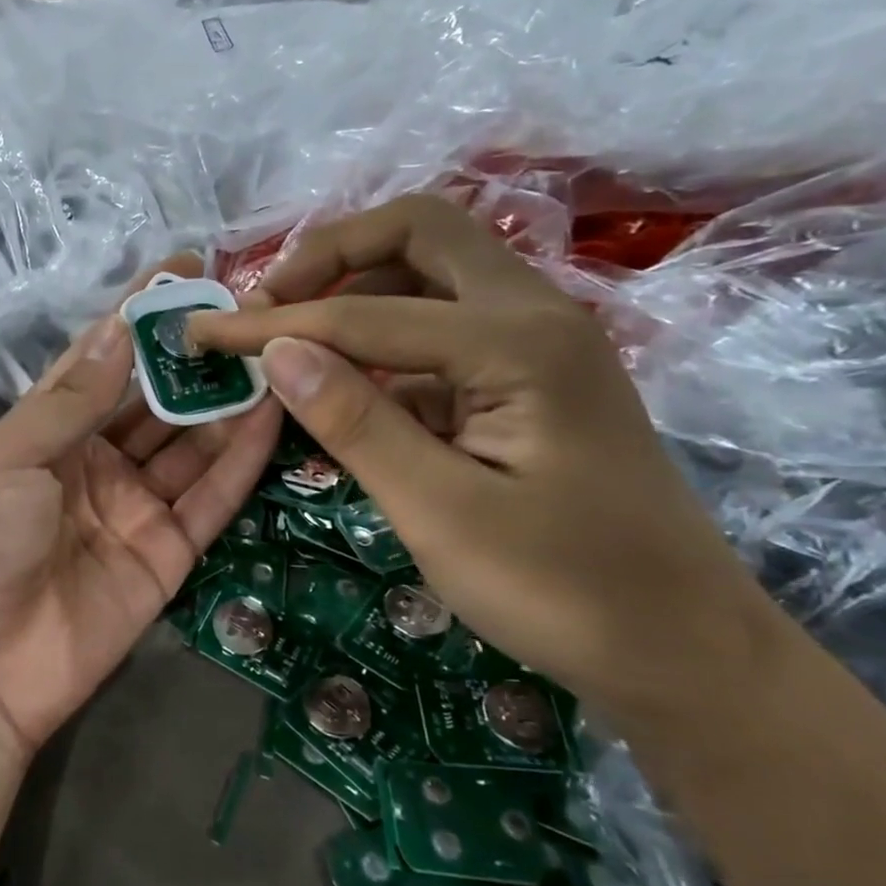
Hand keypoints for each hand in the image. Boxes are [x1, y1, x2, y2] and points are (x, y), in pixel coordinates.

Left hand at [0, 304, 282, 754]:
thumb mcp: (10, 456)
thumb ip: (72, 398)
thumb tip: (117, 327)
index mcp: (45, 432)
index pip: (100, 359)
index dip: (139, 314)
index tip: (185, 266)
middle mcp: (92, 462)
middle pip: (153, 399)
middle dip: (195, 356)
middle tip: (251, 309)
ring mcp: (133, 507)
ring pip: (190, 444)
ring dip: (228, 400)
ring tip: (276, 349)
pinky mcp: (167, 554)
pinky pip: (210, 498)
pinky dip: (241, 458)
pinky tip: (274, 411)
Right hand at [188, 194, 763, 713]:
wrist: (683, 650)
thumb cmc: (563, 590)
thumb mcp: (440, 512)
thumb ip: (355, 421)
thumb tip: (276, 350)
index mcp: (517, 343)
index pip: (362, 313)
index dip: (271, 322)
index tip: (202, 334)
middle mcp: (534, 316)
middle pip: (418, 234)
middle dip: (329, 257)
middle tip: (265, 305)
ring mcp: (537, 344)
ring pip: (432, 273)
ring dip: (353, 289)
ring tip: (287, 336)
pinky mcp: (528, 378)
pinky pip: (441, 328)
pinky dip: (380, 338)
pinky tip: (342, 384)